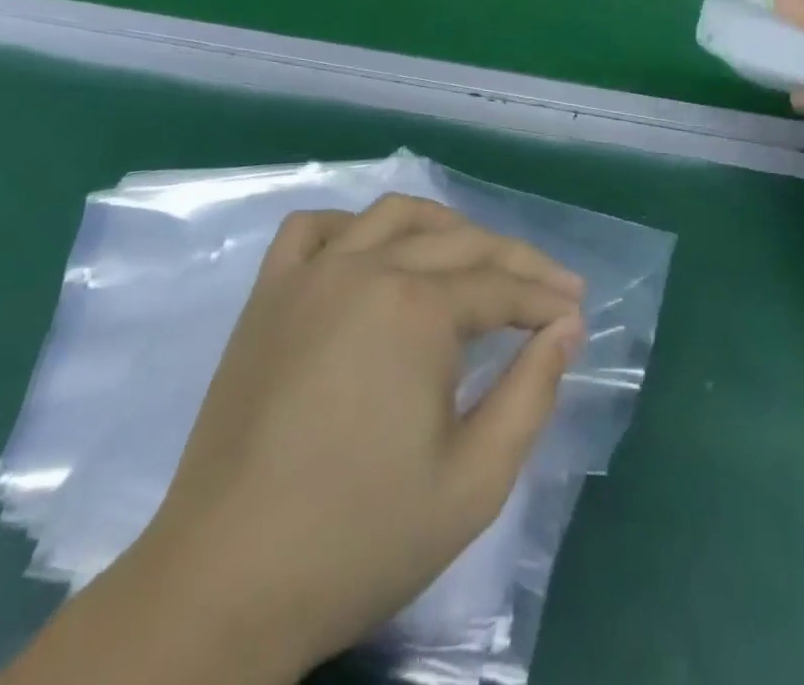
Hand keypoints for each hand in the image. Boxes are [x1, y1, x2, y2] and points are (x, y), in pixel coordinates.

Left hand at [137, 195, 584, 679]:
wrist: (226, 586)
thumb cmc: (360, 539)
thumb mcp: (475, 480)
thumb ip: (532, 392)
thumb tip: (566, 327)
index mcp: (418, 309)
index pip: (501, 286)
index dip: (546, 299)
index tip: (577, 314)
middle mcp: (367, 269)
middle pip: (460, 243)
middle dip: (515, 263)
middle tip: (551, 290)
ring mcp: (310, 275)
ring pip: (394, 216)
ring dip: (445, 229)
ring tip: (476, 259)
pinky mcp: (268, 295)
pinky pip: (313, 229)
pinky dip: (353, 226)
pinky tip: (373, 253)